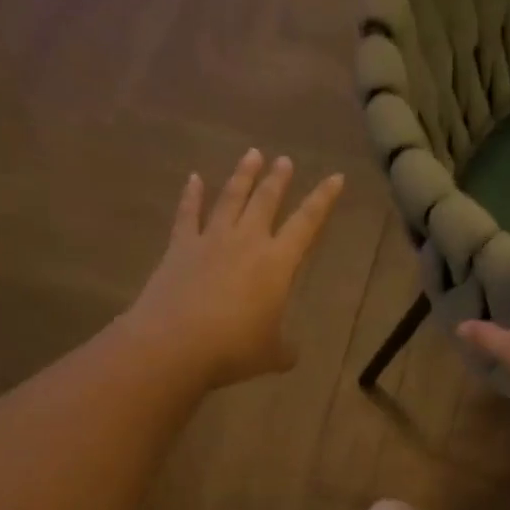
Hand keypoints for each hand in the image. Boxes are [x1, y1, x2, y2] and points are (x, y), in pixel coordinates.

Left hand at [124, 149, 343, 387]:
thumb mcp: (271, 354)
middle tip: (284, 160)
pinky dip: (192, 195)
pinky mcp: (179, 248)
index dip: (323, 199)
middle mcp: (247, 241)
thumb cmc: (233, 349)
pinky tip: (194, 178)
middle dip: (278, 179)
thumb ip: (285, 349)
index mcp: (277, 263)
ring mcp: (210, 240)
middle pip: (266, 201)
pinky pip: (187, 214)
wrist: (173, 344)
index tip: (335, 177)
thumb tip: (291, 353)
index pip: (307, 223)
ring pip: (230, 198)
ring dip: (243, 176)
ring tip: (252, 155)